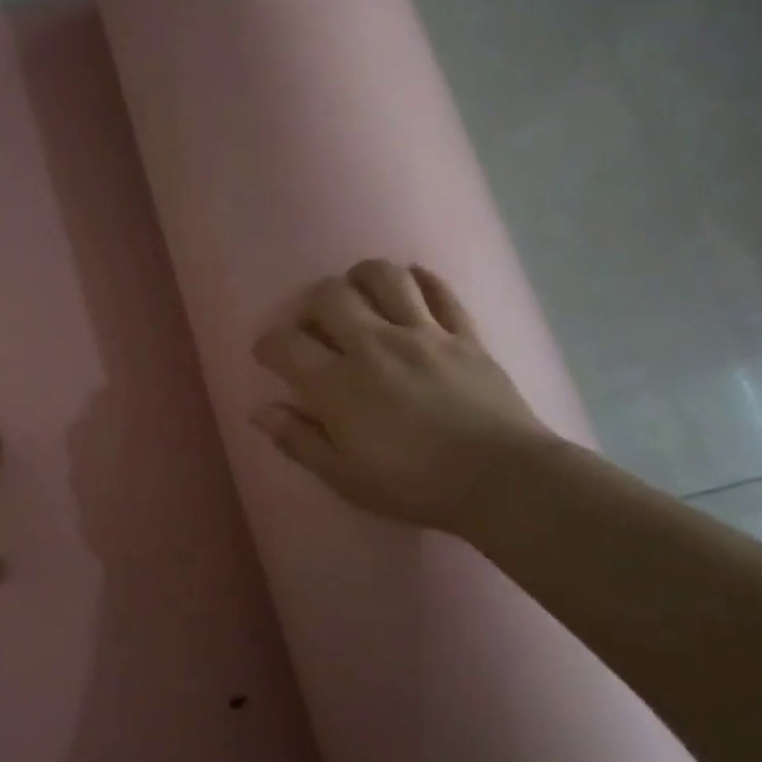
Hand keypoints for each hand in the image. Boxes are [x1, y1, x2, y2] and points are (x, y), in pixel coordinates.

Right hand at [251, 259, 552, 531]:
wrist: (501, 480)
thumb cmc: (413, 484)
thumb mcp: (343, 476)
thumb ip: (298, 439)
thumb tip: (259, 411)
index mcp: (338, 385)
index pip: (286, 344)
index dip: (268, 344)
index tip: (268, 355)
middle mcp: (374, 345)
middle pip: (330, 295)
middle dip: (310, 303)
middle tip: (314, 326)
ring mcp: (423, 334)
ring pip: (384, 277)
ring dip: (362, 278)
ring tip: (359, 297)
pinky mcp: (464, 334)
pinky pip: (440, 290)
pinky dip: (420, 280)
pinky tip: (411, 287)